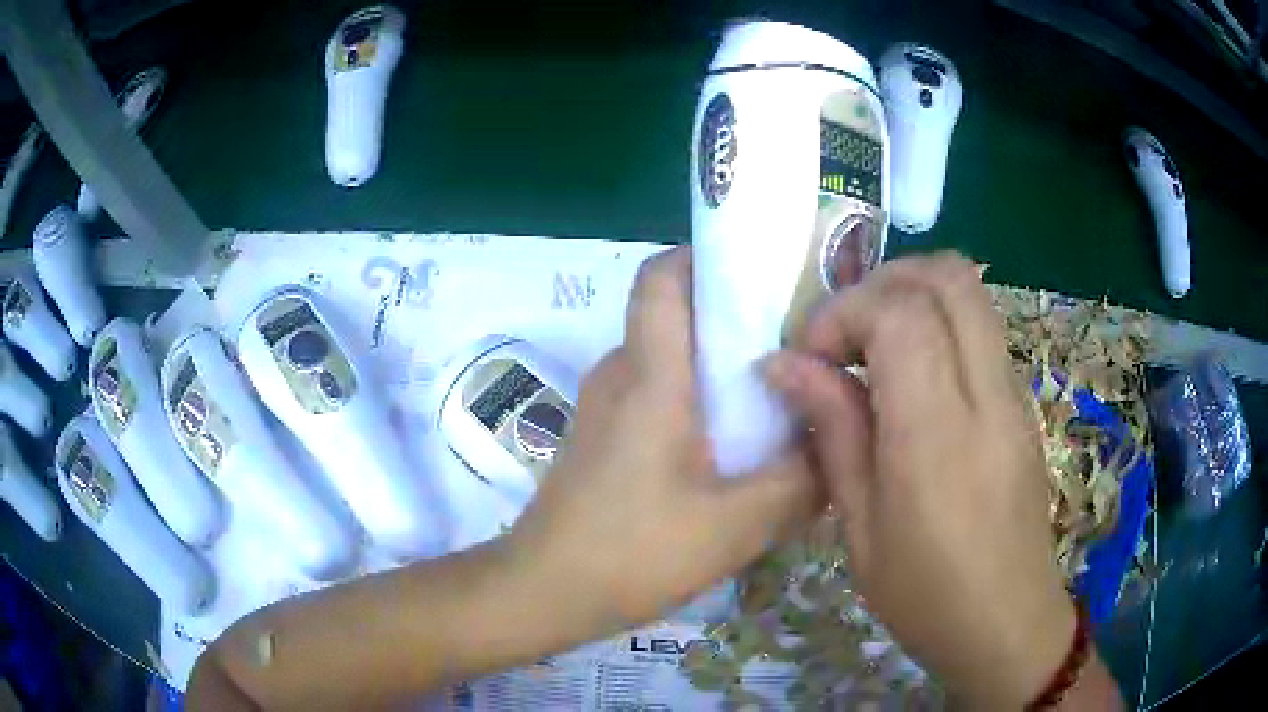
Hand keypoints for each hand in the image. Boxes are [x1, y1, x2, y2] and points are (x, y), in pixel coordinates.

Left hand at [506, 246, 817, 635]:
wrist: (543, 593)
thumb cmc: (632, 553)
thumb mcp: (735, 525)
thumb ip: (799, 479)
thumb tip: (836, 442)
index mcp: (649, 375)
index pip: (663, 276)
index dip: (708, 258)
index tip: (764, 277)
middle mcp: (620, 374)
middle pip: (677, 316)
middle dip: (737, 320)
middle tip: (799, 348)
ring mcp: (605, 406)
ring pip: (670, 360)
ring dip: (721, 370)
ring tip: (780, 400)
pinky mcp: (603, 437)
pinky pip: (657, 396)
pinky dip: (698, 404)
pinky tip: (734, 450)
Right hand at [765, 253, 1075, 706]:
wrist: (1006, 621)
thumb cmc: (924, 593)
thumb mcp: (859, 527)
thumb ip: (831, 431)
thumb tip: (784, 365)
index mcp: (937, 434)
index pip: (900, 313)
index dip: (844, 312)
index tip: (811, 355)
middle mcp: (985, 395)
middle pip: (947, 277)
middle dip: (883, 281)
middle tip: (845, 330)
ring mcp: (1013, 393)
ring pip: (970, 291)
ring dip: (913, 295)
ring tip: (874, 346)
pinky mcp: (1022, 402)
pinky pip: (981, 328)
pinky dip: (939, 322)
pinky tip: (912, 377)